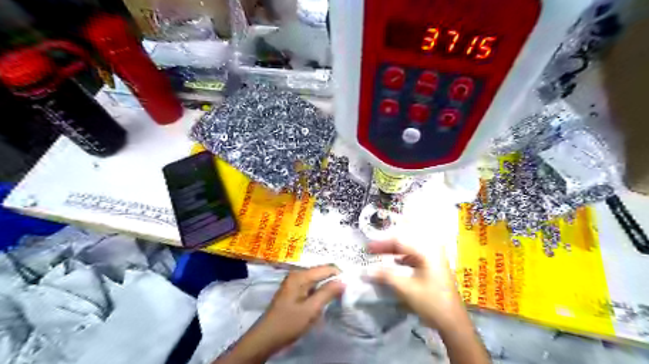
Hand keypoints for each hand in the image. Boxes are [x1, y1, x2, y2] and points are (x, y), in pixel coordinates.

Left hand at [250, 265, 343, 353]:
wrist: (266, 337)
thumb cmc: (288, 323)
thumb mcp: (310, 310)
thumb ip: (327, 293)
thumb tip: (343, 281)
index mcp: (300, 276)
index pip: (325, 268)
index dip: (339, 274)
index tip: (350, 285)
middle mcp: (297, 274)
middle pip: (321, 272)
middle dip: (333, 280)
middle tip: (345, 292)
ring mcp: (294, 282)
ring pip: (316, 280)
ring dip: (326, 287)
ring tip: (336, 297)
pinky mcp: (293, 290)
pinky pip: (310, 286)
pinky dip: (319, 292)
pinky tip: (323, 300)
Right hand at [368, 240, 463, 331]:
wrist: (453, 322)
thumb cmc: (431, 302)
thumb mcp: (406, 289)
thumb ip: (385, 276)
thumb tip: (366, 270)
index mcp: (426, 251)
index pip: (399, 240)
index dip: (381, 243)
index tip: (367, 248)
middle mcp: (432, 248)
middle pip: (405, 240)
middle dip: (387, 242)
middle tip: (372, 247)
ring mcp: (434, 256)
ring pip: (410, 245)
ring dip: (394, 248)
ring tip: (380, 251)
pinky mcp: (433, 264)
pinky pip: (414, 253)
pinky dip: (402, 255)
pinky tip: (395, 260)